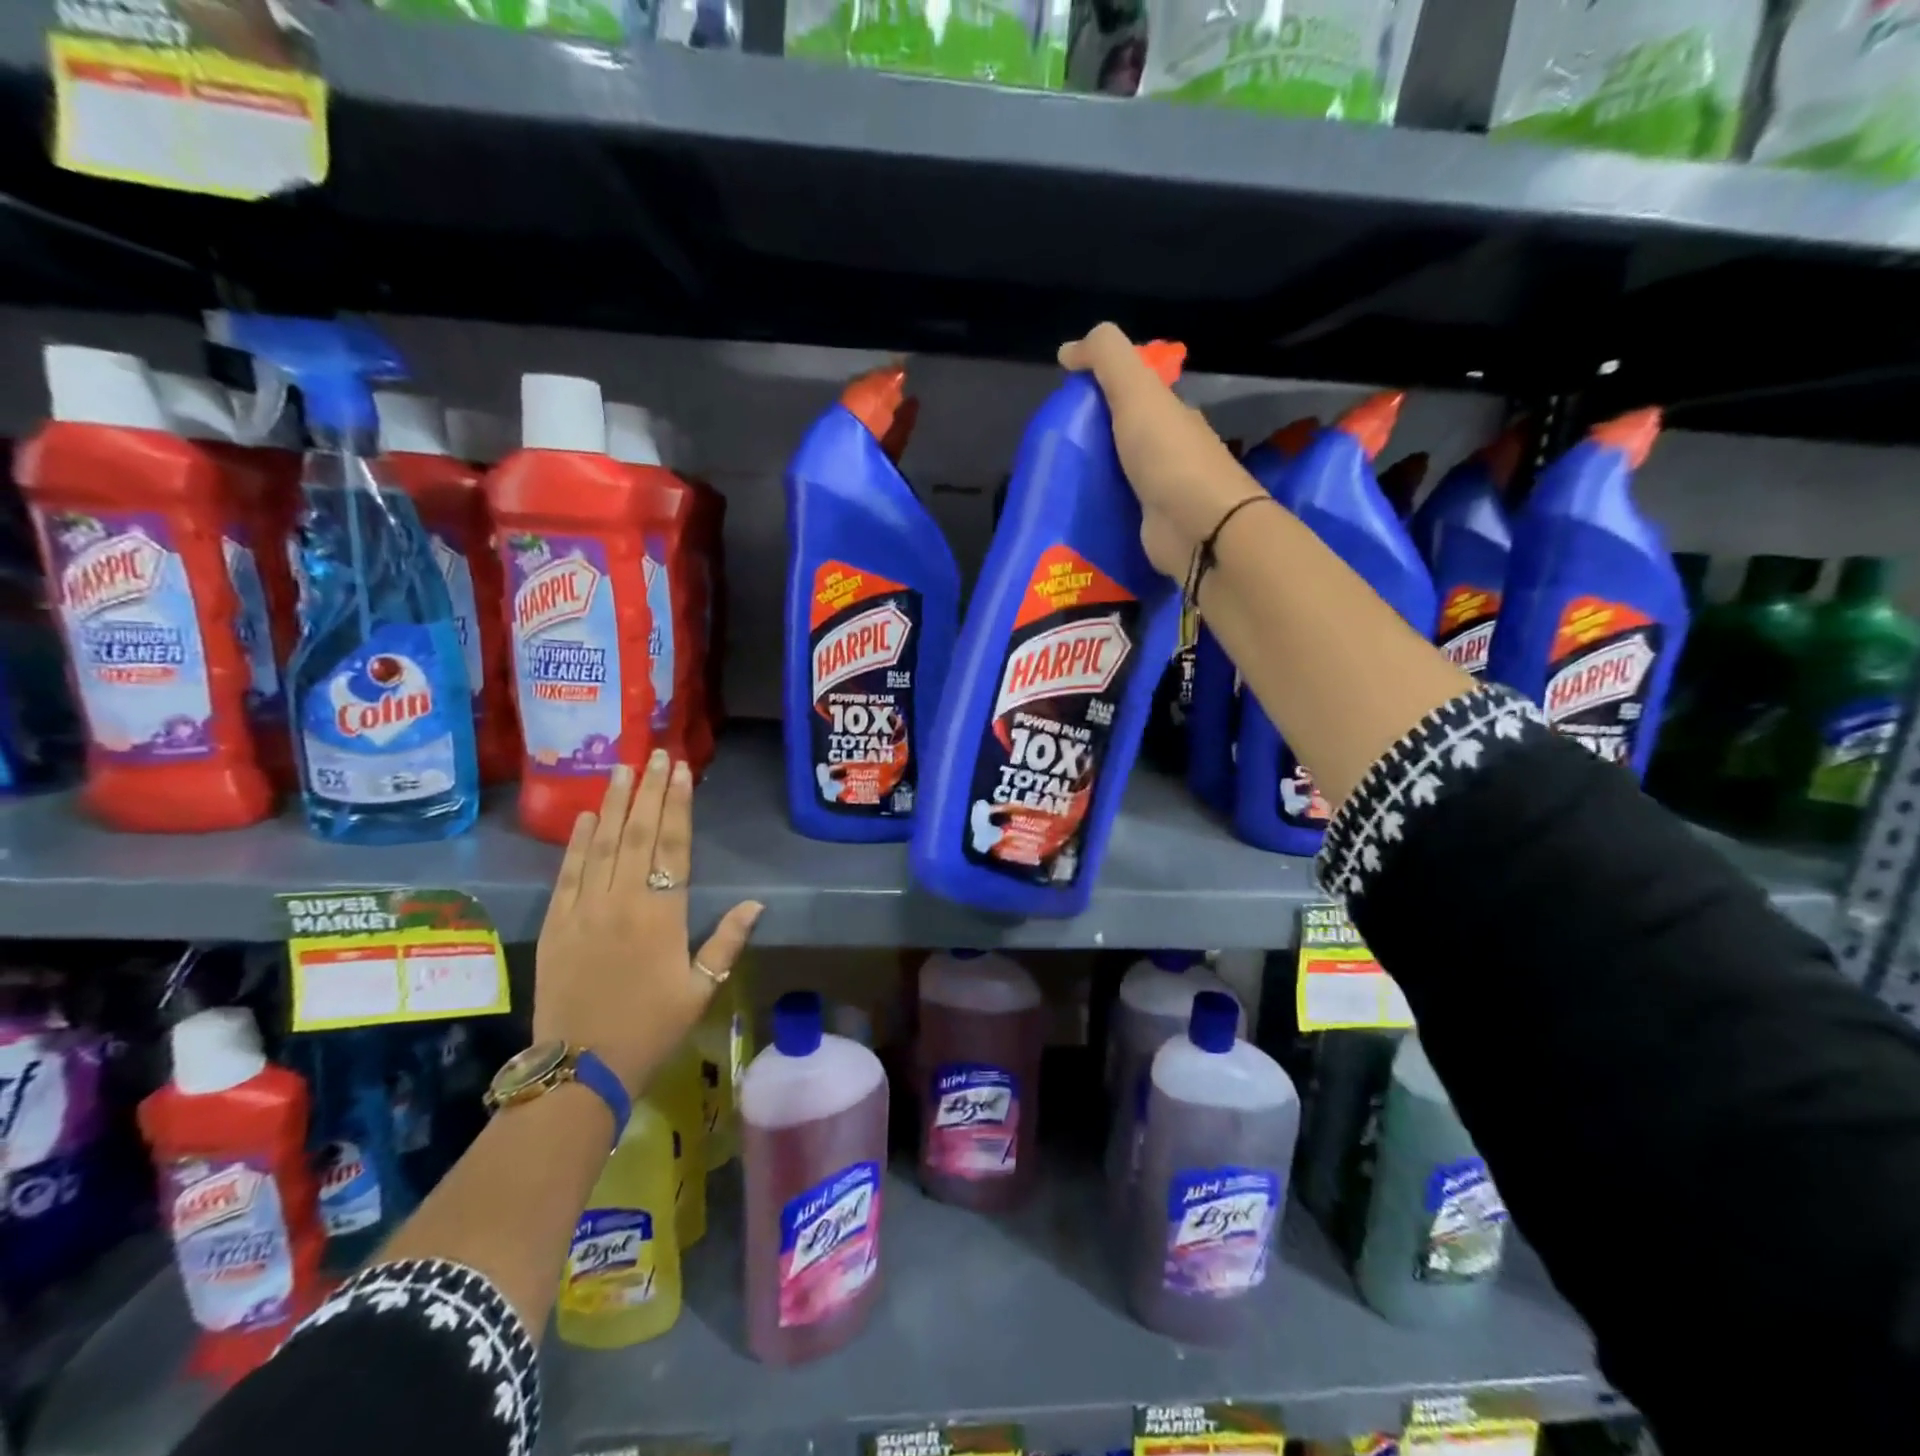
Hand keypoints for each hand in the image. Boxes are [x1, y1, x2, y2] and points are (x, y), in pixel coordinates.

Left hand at [534, 751, 762, 1093]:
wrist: (579, 1069)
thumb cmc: (650, 1028)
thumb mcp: (700, 989)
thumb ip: (727, 941)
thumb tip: (756, 903)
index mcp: (662, 915)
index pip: (673, 846)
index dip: (678, 804)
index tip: (680, 770)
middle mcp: (622, 901)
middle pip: (637, 833)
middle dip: (647, 790)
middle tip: (654, 754)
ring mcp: (583, 910)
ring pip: (601, 844)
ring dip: (613, 804)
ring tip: (620, 769)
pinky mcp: (555, 924)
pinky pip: (567, 873)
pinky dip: (576, 842)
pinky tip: (585, 817)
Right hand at [1059, 322, 1265, 578]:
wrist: (1198, 528)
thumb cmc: (1168, 456)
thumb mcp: (1136, 391)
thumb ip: (1106, 358)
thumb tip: (1068, 350)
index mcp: (1171, 415)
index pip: (1135, 396)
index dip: (1102, 392)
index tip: (1066, 403)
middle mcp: (1169, 452)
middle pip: (1125, 438)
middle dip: (1093, 439)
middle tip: (1054, 447)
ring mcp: (1162, 493)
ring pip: (1120, 477)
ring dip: (1093, 478)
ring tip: (1055, 482)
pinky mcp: (1150, 528)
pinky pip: (1119, 512)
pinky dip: (1099, 509)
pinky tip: (1074, 513)